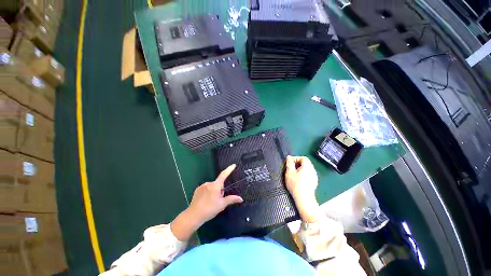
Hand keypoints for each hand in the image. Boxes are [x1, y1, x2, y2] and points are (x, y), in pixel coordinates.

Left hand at [171, 164, 242, 240]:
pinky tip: (205, 201)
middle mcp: (209, 183)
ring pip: (212, 186)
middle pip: (218, 184)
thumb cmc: (209, 209)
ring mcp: (202, 186)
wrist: (194, 215)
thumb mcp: (222, 204)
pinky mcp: (197, 189)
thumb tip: (241, 199)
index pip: (224, 175)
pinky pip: (206, 188)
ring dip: (214, 191)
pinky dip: (208, 192)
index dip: (229, 170)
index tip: (233, 165)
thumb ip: (232, 199)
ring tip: (211, 202)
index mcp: (215, 185)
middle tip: (218, 200)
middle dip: (220, 190)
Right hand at [285, 156, 322, 222]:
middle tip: (290, 168)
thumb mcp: (289, 172)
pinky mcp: (314, 182)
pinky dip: (303, 174)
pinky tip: (298, 180)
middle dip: (297, 164)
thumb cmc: (295, 184)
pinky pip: (308, 175)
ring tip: (293, 174)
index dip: (296, 158)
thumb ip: (289, 163)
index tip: (290, 163)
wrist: (304, 199)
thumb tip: (289, 157)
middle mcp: (313, 170)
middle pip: (305, 163)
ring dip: (300, 169)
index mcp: (308, 166)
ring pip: (307, 169)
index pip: (303, 158)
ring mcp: (314, 177)